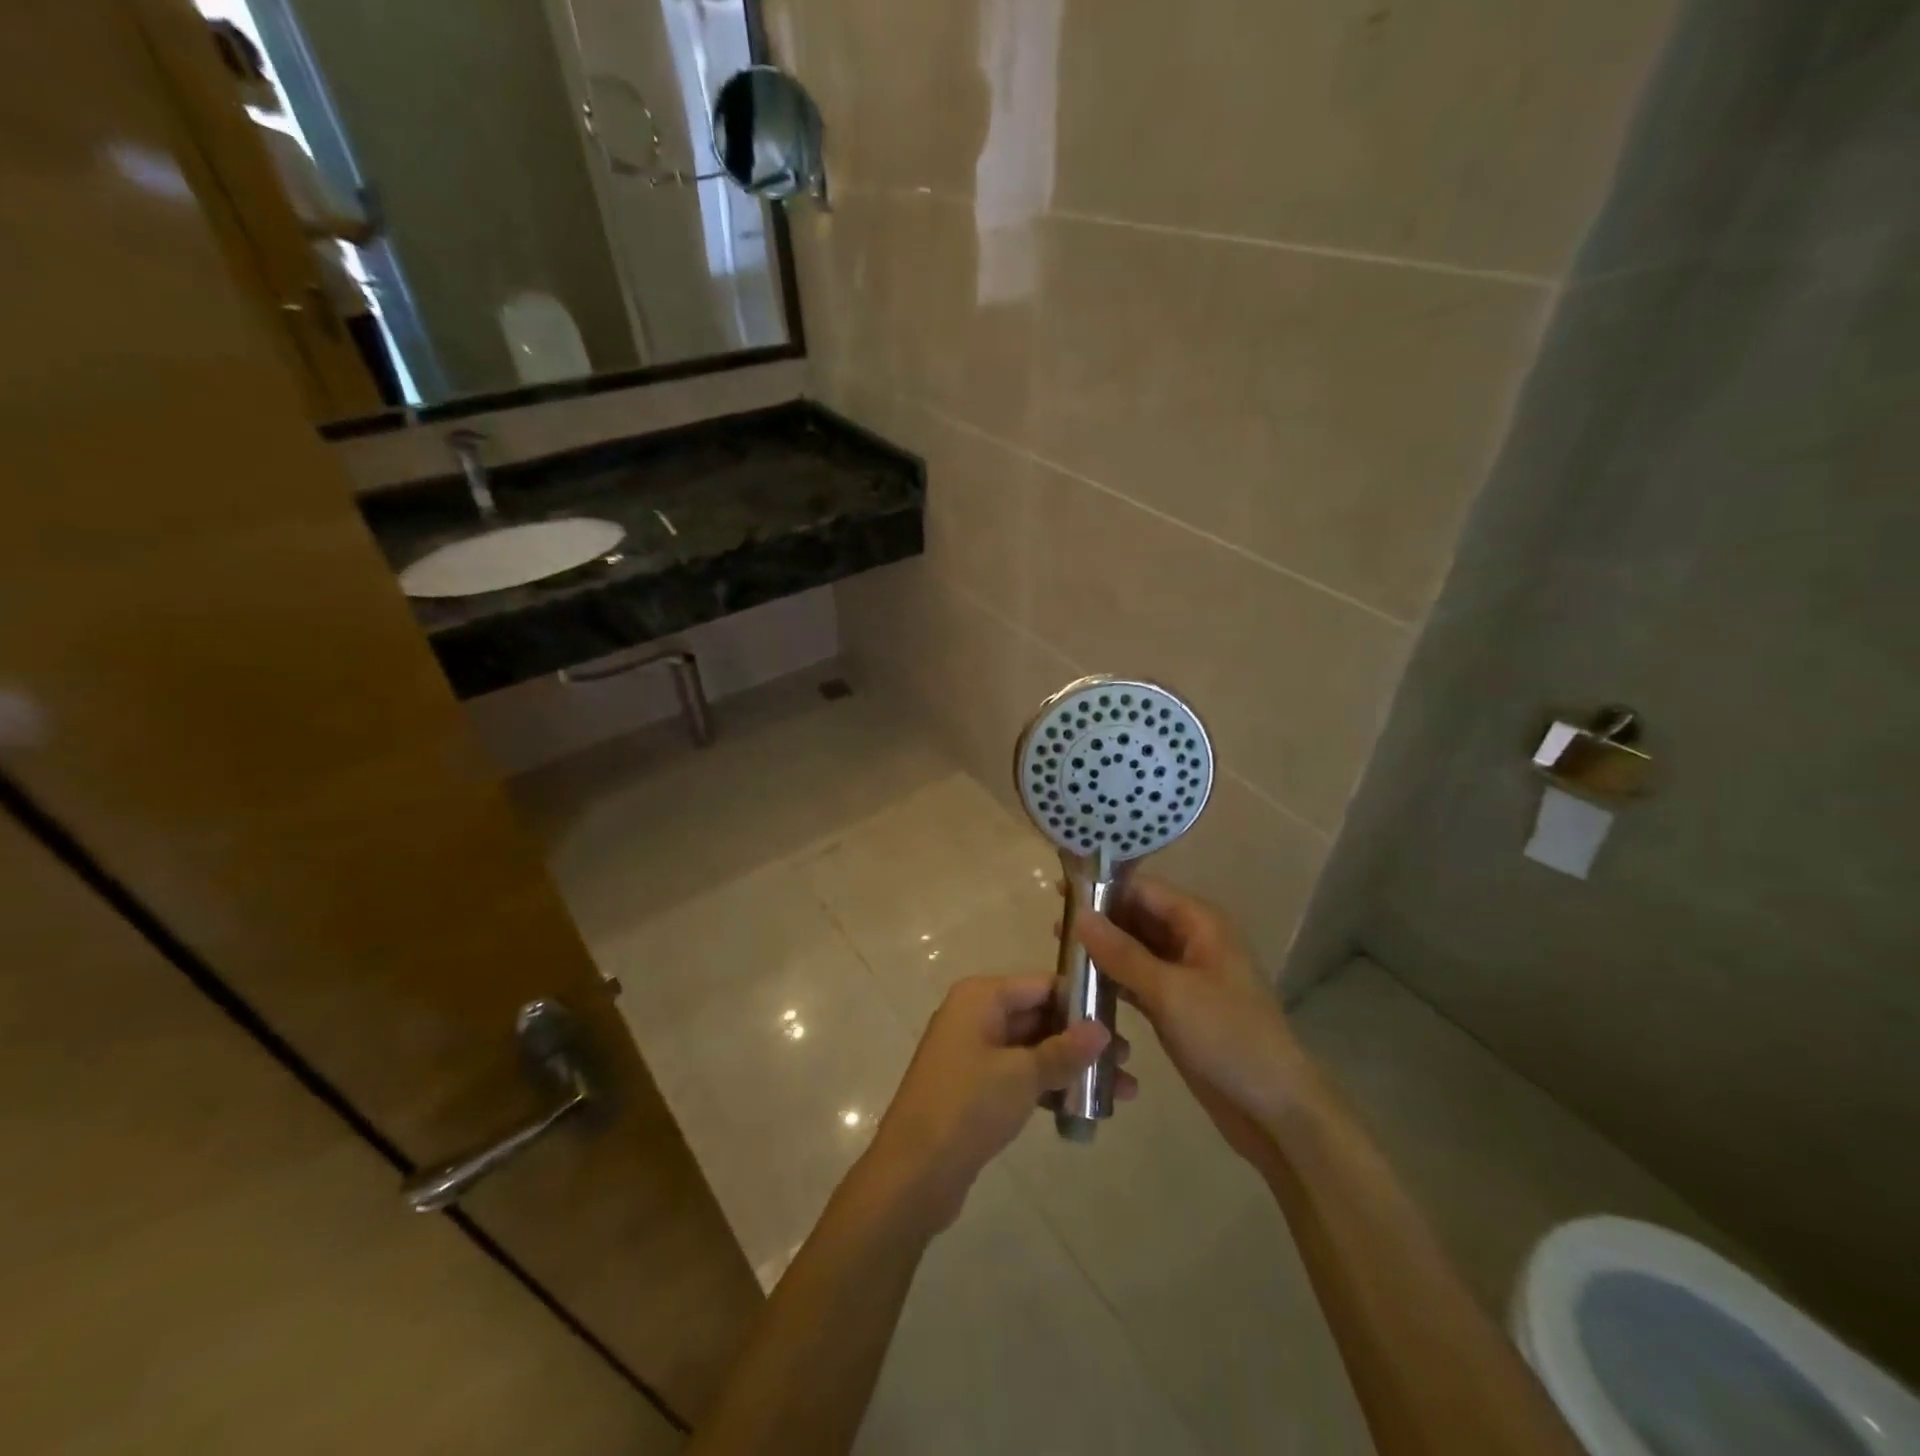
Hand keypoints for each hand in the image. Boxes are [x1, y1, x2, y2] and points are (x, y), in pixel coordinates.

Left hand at [861, 975, 1130, 1229]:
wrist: (914, 1173)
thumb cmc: (967, 1107)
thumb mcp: (1022, 1075)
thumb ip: (1065, 1050)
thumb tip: (1102, 1029)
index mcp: (981, 997)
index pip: (1042, 984)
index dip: (1081, 999)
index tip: (1123, 1018)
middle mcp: (976, 1015)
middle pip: (1039, 1015)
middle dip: (1082, 1038)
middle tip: (1128, 1060)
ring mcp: (974, 1052)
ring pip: (1033, 1049)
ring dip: (1072, 1067)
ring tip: (1123, 1089)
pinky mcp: (975, 1087)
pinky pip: (1021, 1076)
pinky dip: (1050, 1087)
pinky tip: (1086, 1108)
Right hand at [1074, 878, 1314, 1167]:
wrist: (1275, 1108)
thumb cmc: (1227, 1037)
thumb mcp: (1170, 992)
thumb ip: (1122, 953)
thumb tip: (1080, 915)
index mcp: (1200, 923)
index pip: (1144, 889)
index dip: (1103, 888)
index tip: (1061, 893)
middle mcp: (1192, 940)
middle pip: (1138, 917)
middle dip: (1100, 920)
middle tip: (1054, 928)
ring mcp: (1185, 975)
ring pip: (1136, 950)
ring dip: (1103, 951)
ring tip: (1060, 953)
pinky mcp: (1177, 1006)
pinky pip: (1138, 981)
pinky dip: (1113, 980)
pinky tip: (1082, 986)